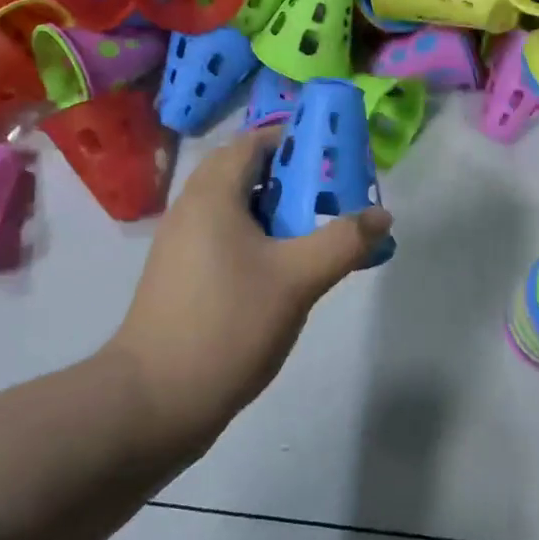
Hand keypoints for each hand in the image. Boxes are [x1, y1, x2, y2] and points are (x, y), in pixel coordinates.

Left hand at [107, 126, 393, 451]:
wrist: (156, 399)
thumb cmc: (227, 324)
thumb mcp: (297, 279)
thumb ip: (343, 241)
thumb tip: (381, 214)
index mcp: (212, 195)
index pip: (254, 141)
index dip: (296, 140)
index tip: (336, 158)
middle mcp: (192, 211)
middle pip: (248, 175)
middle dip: (296, 181)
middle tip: (336, 200)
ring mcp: (184, 247)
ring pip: (240, 212)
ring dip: (281, 216)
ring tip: (321, 236)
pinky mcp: (185, 279)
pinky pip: (230, 242)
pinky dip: (263, 243)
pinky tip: (290, 274)